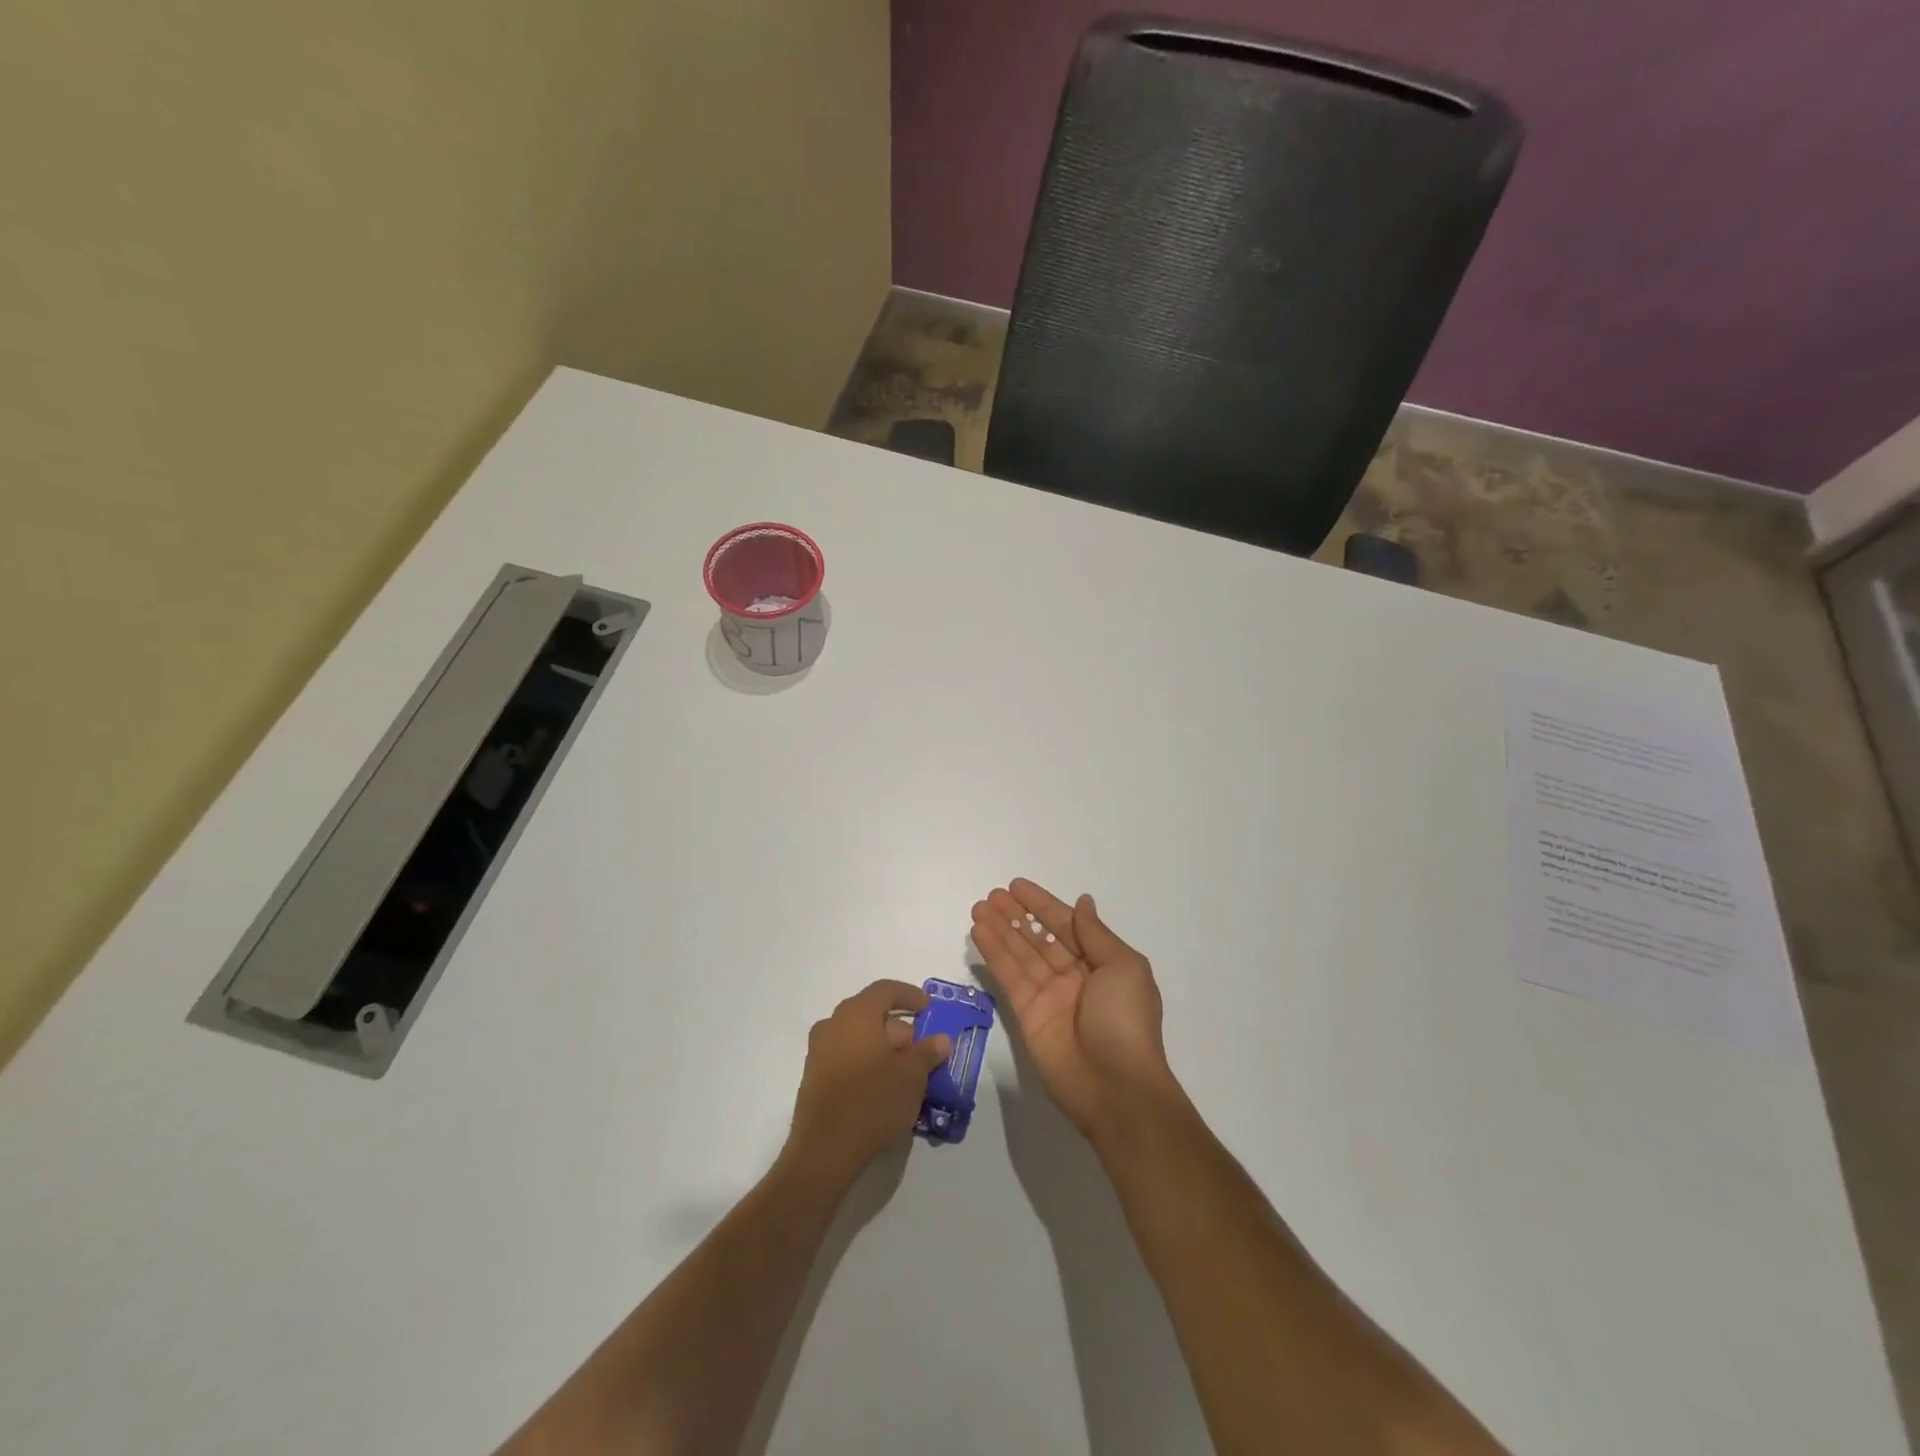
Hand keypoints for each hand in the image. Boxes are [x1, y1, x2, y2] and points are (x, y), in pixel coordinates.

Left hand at [786, 980, 951, 1183]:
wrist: (824, 1151)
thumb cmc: (873, 1102)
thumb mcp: (912, 1077)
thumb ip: (927, 1052)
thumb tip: (940, 1039)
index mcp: (856, 1014)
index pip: (886, 990)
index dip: (910, 995)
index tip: (929, 1008)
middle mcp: (833, 1024)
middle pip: (871, 1014)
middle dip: (899, 1029)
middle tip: (921, 1051)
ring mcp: (819, 1051)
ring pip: (858, 1037)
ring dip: (882, 1048)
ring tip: (904, 1073)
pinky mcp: (814, 1077)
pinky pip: (846, 1056)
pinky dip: (866, 1062)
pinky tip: (882, 1088)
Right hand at [970, 880, 1180, 1141]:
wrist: (1116, 1087)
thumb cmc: (1126, 1020)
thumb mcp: (1123, 967)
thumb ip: (1095, 934)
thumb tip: (1083, 902)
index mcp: (1101, 963)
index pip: (1067, 925)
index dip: (1042, 905)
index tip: (1017, 886)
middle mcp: (1073, 976)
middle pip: (1039, 937)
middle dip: (1016, 915)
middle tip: (992, 895)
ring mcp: (1048, 996)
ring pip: (1020, 953)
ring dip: (1000, 929)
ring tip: (979, 906)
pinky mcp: (1026, 1015)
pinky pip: (1008, 977)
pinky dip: (994, 953)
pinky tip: (979, 932)